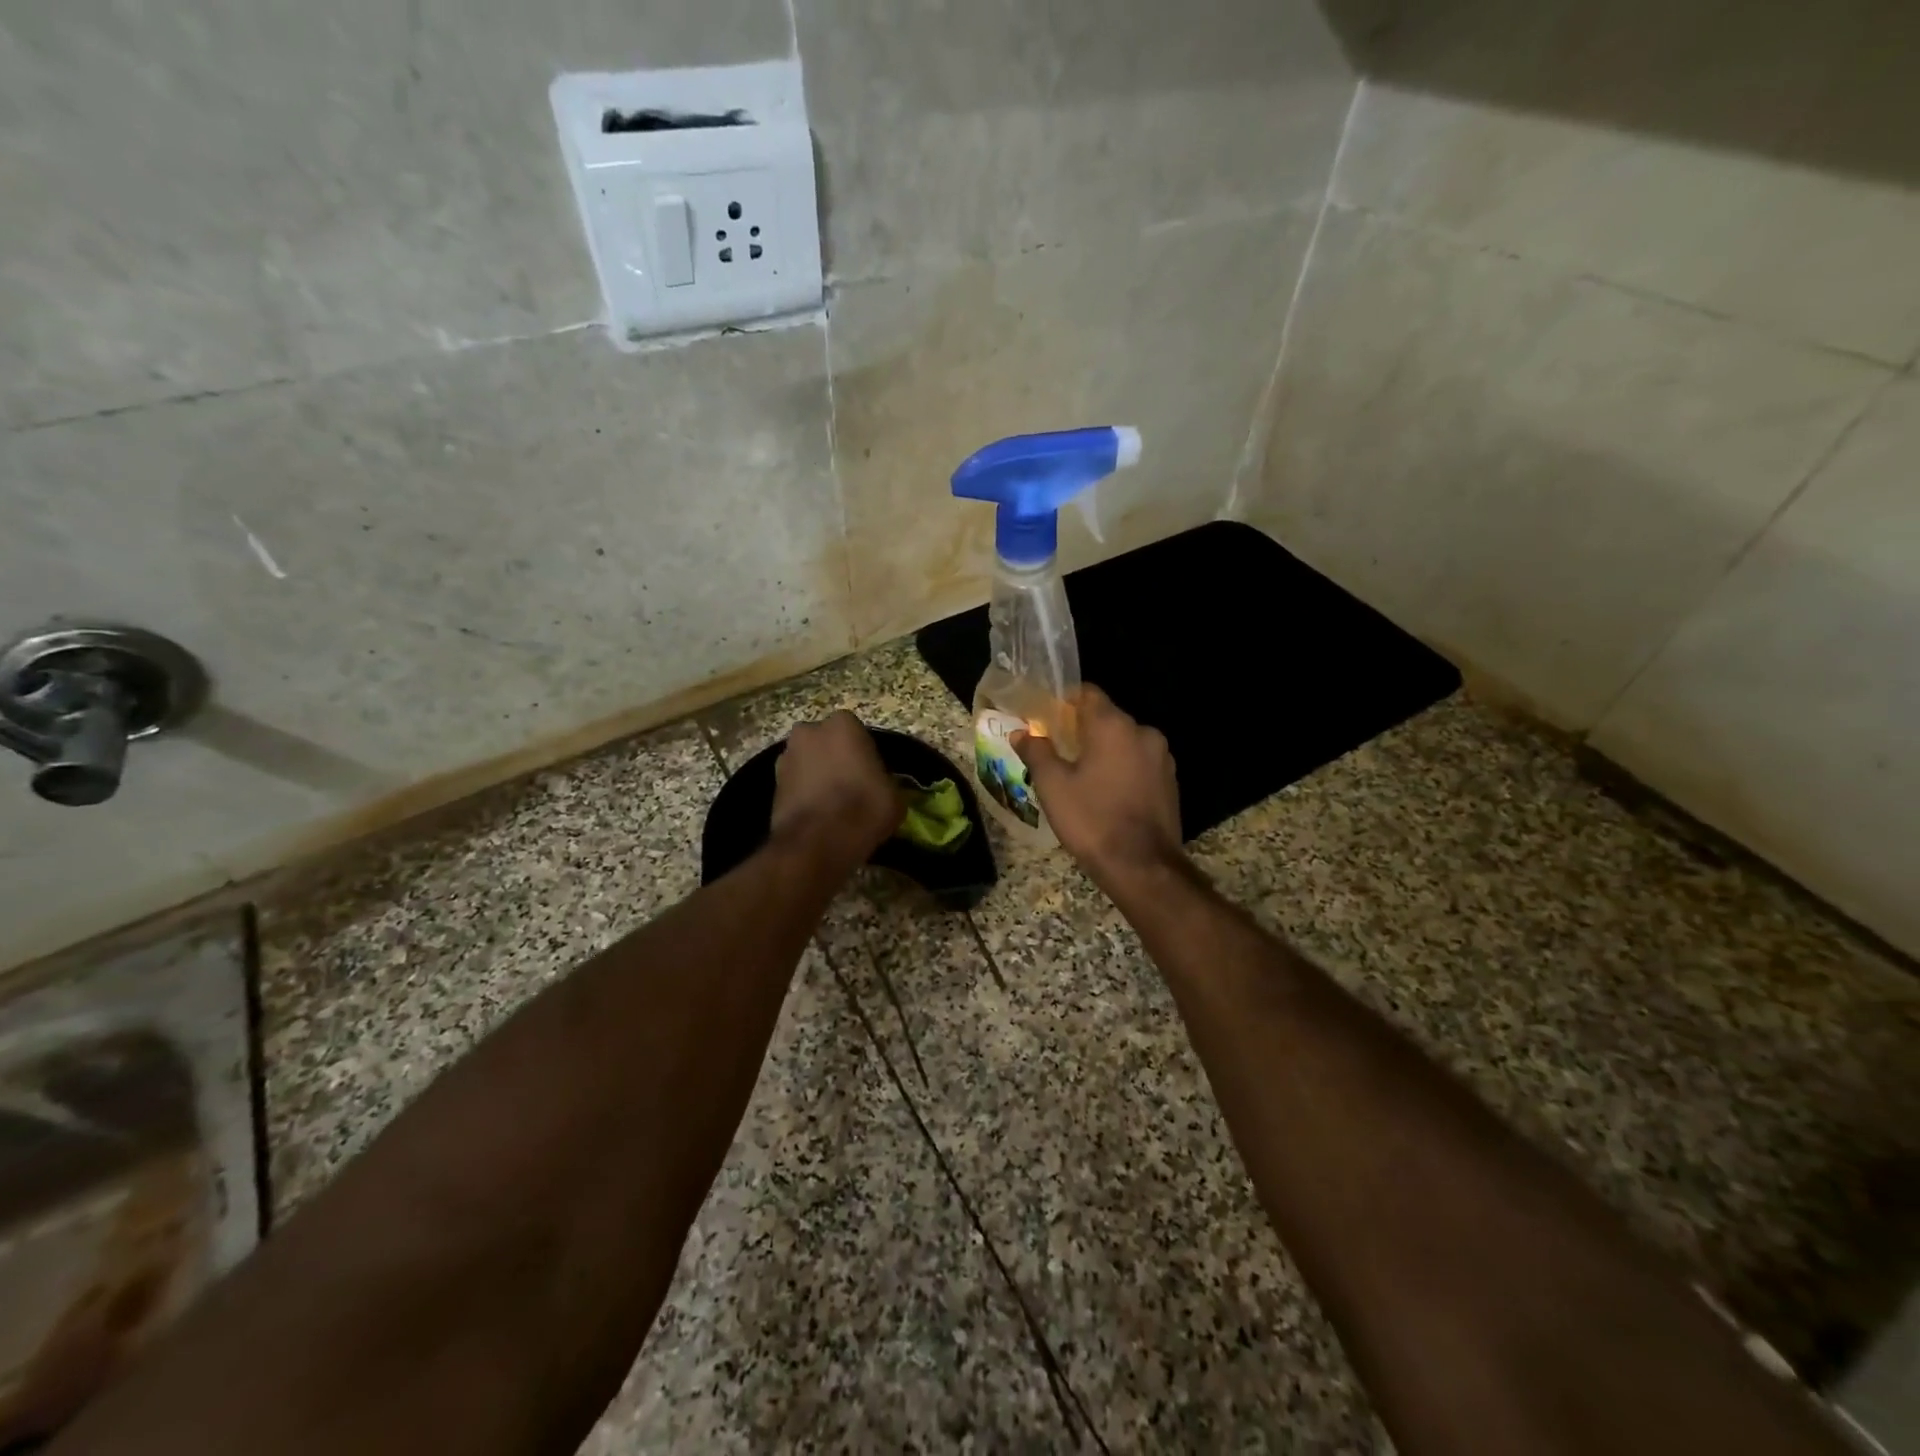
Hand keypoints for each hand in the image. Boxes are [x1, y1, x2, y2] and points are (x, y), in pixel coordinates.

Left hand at [771, 711, 901, 861]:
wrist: (817, 842)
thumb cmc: (863, 809)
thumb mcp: (894, 796)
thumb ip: (885, 781)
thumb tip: (879, 788)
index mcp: (843, 724)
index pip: (858, 733)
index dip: (865, 756)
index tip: (871, 776)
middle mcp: (810, 731)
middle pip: (827, 743)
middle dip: (836, 759)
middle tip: (851, 787)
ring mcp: (786, 756)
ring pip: (809, 762)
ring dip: (817, 776)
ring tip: (832, 805)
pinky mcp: (772, 784)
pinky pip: (796, 784)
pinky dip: (804, 794)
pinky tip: (818, 815)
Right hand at [1014, 687, 1181, 885]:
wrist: (1142, 867)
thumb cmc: (1091, 819)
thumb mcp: (1053, 786)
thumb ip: (1036, 751)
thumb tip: (1021, 732)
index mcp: (1113, 725)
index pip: (1088, 693)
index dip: (1065, 701)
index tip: (1047, 716)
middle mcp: (1143, 732)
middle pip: (1107, 718)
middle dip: (1083, 729)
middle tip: (1058, 750)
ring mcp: (1162, 758)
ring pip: (1125, 742)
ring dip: (1104, 751)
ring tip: (1081, 775)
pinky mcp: (1171, 782)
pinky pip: (1139, 763)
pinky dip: (1122, 769)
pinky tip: (1106, 793)